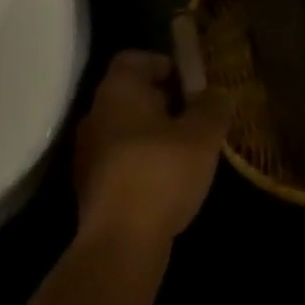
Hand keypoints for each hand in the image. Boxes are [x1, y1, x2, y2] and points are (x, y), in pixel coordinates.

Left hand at [73, 51, 234, 249]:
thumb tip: (215, 94)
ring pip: (126, 129)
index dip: (163, 63)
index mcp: (118, 91)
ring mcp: (88, 154)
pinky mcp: (91, 189)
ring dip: (153, 134)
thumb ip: (213, 106)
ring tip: (186, 151)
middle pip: (130, 94)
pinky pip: (121, 160)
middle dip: (163, 100)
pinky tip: (168, 182)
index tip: (189, 82)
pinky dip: (142, 162)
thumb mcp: (203, 134)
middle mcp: (95, 115)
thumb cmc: (161, 172)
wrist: (120, 245)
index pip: (133, 59)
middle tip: (195, 115)